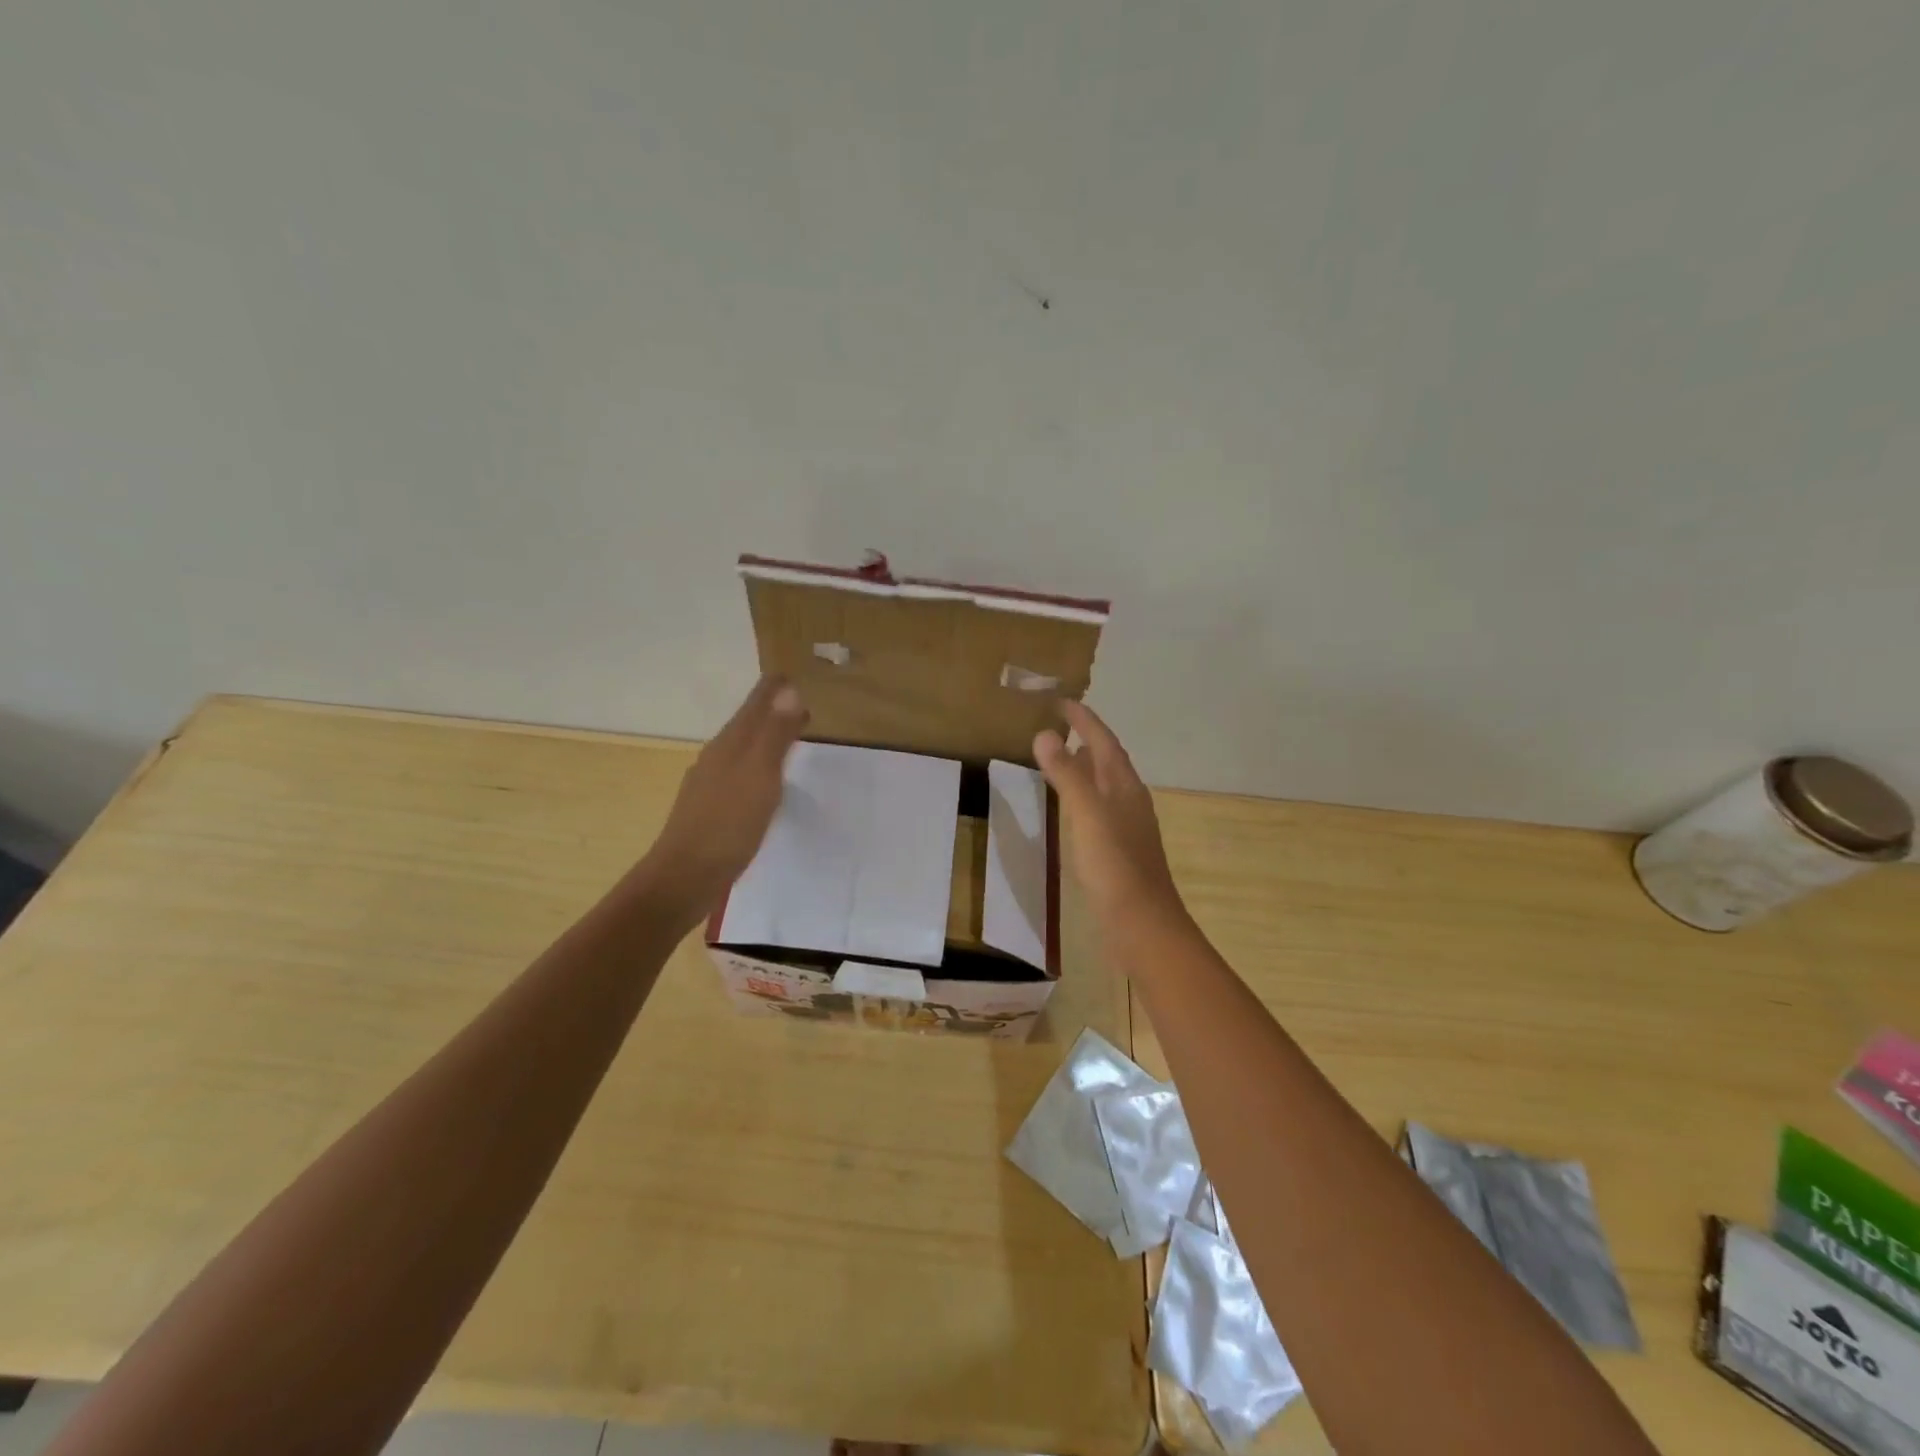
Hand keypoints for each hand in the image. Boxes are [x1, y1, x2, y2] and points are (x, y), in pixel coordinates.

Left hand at [640, 676, 807, 924]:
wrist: (685, 877)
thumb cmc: (727, 824)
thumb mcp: (759, 775)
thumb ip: (774, 734)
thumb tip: (788, 689)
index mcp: (730, 745)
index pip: (754, 705)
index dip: (773, 689)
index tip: (791, 672)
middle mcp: (717, 758)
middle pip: (747, 724)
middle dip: (770, 709)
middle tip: (799, 701)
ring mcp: (710, 784)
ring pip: (741, 749)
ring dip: (764, 737)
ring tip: (787, 735)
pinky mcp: (711, 809)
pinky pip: (739, 773)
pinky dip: (757, 764)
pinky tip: (763, 781)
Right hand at [1034, 701, 1185, 930]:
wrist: (1142, 923)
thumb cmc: (1114, 865)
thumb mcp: (1087, 814)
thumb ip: (1067, 774)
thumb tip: (1045, 733)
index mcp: (1125, 787)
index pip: (1104, 742)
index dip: (1084, 720)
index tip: (1061, 701)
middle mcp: (1130, 801)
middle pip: (1108, 760)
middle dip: (1086, 739)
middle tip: (1058, 724)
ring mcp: (1127, 827)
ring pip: (1105, 786)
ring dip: (1085, 767)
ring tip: (1060, 758)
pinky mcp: (1119, 850)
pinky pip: (1099, 809)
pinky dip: (1083, 796)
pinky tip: (1071, 809)